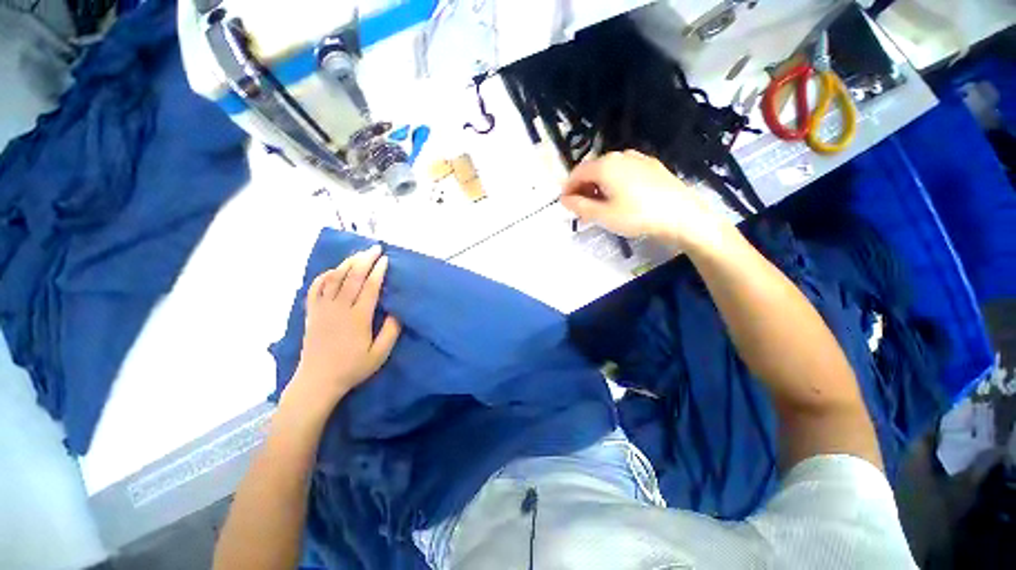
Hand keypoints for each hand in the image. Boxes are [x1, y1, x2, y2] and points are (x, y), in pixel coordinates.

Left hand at [283, 245, 401, 416]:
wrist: (318, 381)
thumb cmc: (352, 368)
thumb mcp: (379, 354)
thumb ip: (391, 331)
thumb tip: (397, 311)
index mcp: (358, 318)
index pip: (369, 288)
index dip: (378, 271)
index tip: (385, 259)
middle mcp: (339, 309)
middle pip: (351, 278)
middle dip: (364, 260)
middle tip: (375, 248)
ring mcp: (322, 310)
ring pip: (333, 279)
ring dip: (346, 264)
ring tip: (358, 254)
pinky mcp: (312, 313)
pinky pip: (315, 288)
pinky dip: (324, 276)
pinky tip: (332, 270)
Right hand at [561, 150, 728, 250]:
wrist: (681, 215)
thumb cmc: (637, 216)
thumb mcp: (603, 215)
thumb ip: (579, 206)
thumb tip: (563, 199)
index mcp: (605, 165)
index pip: (577, 173)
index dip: (568, 188)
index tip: (565, 205)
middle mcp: (620, 155)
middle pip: (592, 169)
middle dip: (583, 188)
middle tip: (582, 209)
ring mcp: (638, 158)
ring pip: (609, 170)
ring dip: (598, 186)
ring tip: (600, 206)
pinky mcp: (652, 165)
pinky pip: (624, 171)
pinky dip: (614, 183)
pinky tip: (621, 198)